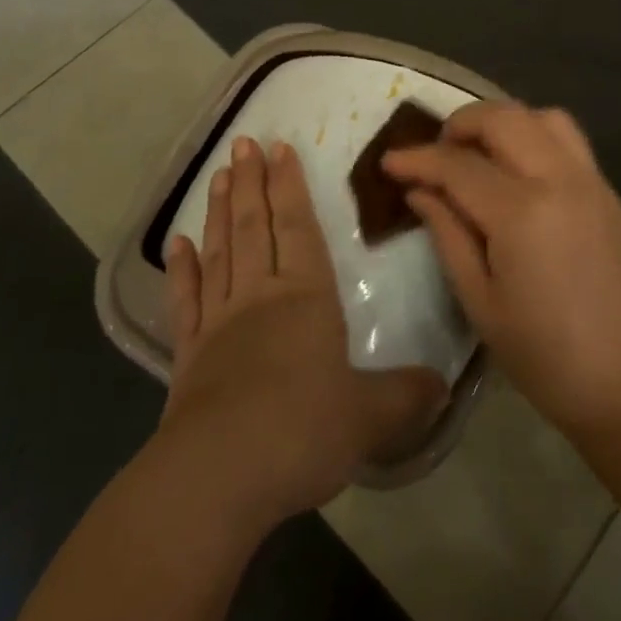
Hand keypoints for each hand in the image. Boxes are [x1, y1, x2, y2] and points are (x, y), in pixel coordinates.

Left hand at [156, 137, 445, 530]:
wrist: (218, 477)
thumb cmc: (301, 432)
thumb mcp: (371, 416)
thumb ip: (407, 396)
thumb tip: (444, 386)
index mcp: (306, 297)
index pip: (298, 226)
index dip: (290, 185)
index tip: (279, 148)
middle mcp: (260, 296)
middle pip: (254, 226)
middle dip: (251, 182)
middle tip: (243, 143)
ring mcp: (219, 322)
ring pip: (221, 251)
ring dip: (219, 210)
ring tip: (218, 174)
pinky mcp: (189, 355)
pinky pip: (186, 300)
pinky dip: (181, 269)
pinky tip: (176, 244)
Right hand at [382, 102, 620, 439]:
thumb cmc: (545, 357)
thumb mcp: (480, 303)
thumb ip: (447, 235)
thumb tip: (420, 191)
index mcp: (522, 213)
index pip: (458, 165)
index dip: (418, 159)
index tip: (389, 161)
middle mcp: (560, 180)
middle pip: (504, 118)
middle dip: (461, 123)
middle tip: (437, 152)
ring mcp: (593, 182)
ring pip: (544, 117)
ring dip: (505, 123)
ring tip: (481, 153)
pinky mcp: (612, 194)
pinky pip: (571, 143)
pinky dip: (536, 139)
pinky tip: (521, 175)